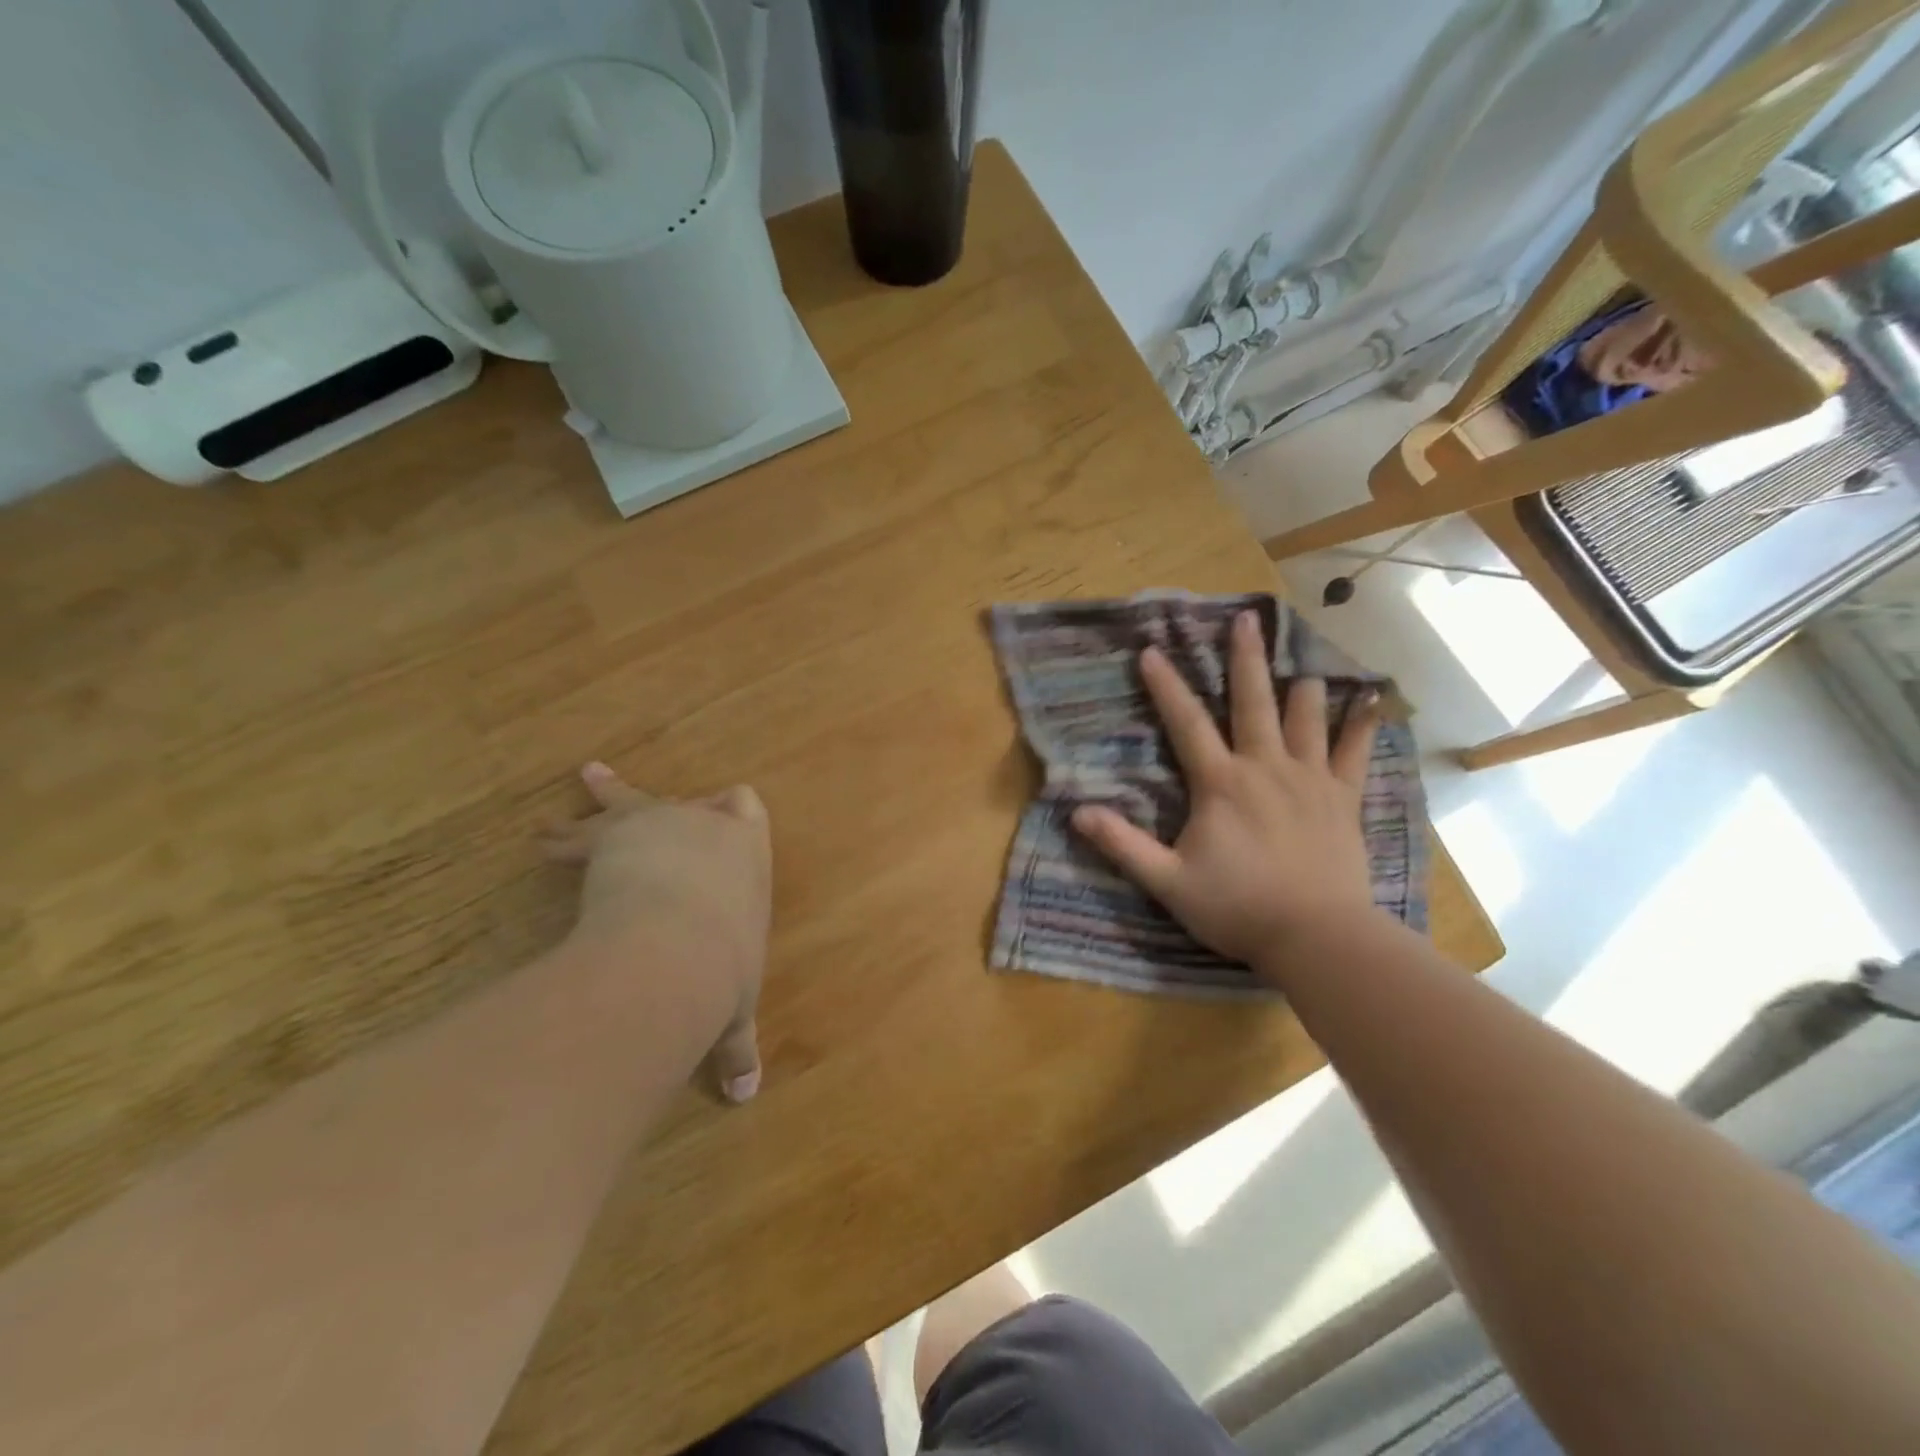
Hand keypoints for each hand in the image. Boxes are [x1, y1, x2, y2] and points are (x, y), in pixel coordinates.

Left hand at [543, 763, 771, 1101]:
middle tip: (652, 803)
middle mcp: (708, 828)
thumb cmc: (723, 969)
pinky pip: (587, 828)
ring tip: (586, 780)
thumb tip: (745, 1098)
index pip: (748, 808)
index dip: (733, 807)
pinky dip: (565, 836)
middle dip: (667, 805)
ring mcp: (662, 824)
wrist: (675, 949)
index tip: (721, 805)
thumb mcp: (734, 1008)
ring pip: (632, 802)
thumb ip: (736, 1048)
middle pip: (687, 801)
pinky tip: (543, 839)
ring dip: (608, 799)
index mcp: (748, 853)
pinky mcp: (616, 833)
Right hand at [1070, 610, 1382, 975]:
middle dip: (1246, 658)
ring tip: (1304, 655)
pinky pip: (1355, 752)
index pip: (1186, 724)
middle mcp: (1266, 767)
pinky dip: (1362, 723)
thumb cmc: (1238, 908)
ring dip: (1303, 684)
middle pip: (1253, 701)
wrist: (1318, 938)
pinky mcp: (1343, 798)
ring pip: (1307, 717)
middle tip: (1245, 618)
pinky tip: (1372, 698)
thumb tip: (1077, 813)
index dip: (1165, 687)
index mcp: (1221, 783)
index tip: (1150, 651)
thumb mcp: (1168, 881)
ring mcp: (1310, 779)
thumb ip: (1123, 845)